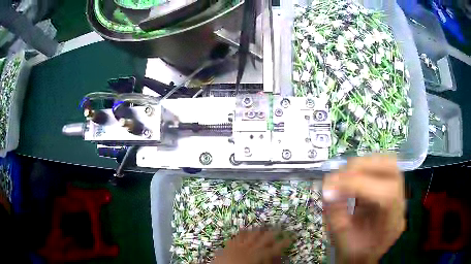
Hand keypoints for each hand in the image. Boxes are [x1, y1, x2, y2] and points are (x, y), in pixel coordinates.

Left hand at [211, 229, 291, 263]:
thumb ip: (269, 262)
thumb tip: (278, 257)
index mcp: (258, 255)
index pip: (275, 248)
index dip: (285, 242)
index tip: (292, 237)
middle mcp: (250, 248)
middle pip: (264, 237)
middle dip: (273, 231)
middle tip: (280, 226)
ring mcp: (238, 245)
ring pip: (251, 234)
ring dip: (258, 230)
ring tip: (264, 225)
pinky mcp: (229, 246)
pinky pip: (237, 236)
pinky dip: (242, 232)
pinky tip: (245, 229)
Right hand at [323, 155, 405, 263]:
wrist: (366, 257)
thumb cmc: (354, 253)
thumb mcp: (341, 240)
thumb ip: (335, 213)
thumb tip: (328, 186)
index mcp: (392, 225)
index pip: (386, 195)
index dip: (360, 185)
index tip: (332, 187)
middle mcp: (400, 205)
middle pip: (392, 170)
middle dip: (363, 167)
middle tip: (338, 176)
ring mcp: (399, 193)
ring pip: (388, 163)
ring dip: (363, 164)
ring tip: (343, 176)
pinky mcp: (391, 187)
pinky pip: (381, 168)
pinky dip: (364, 168)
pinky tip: (351, 178)